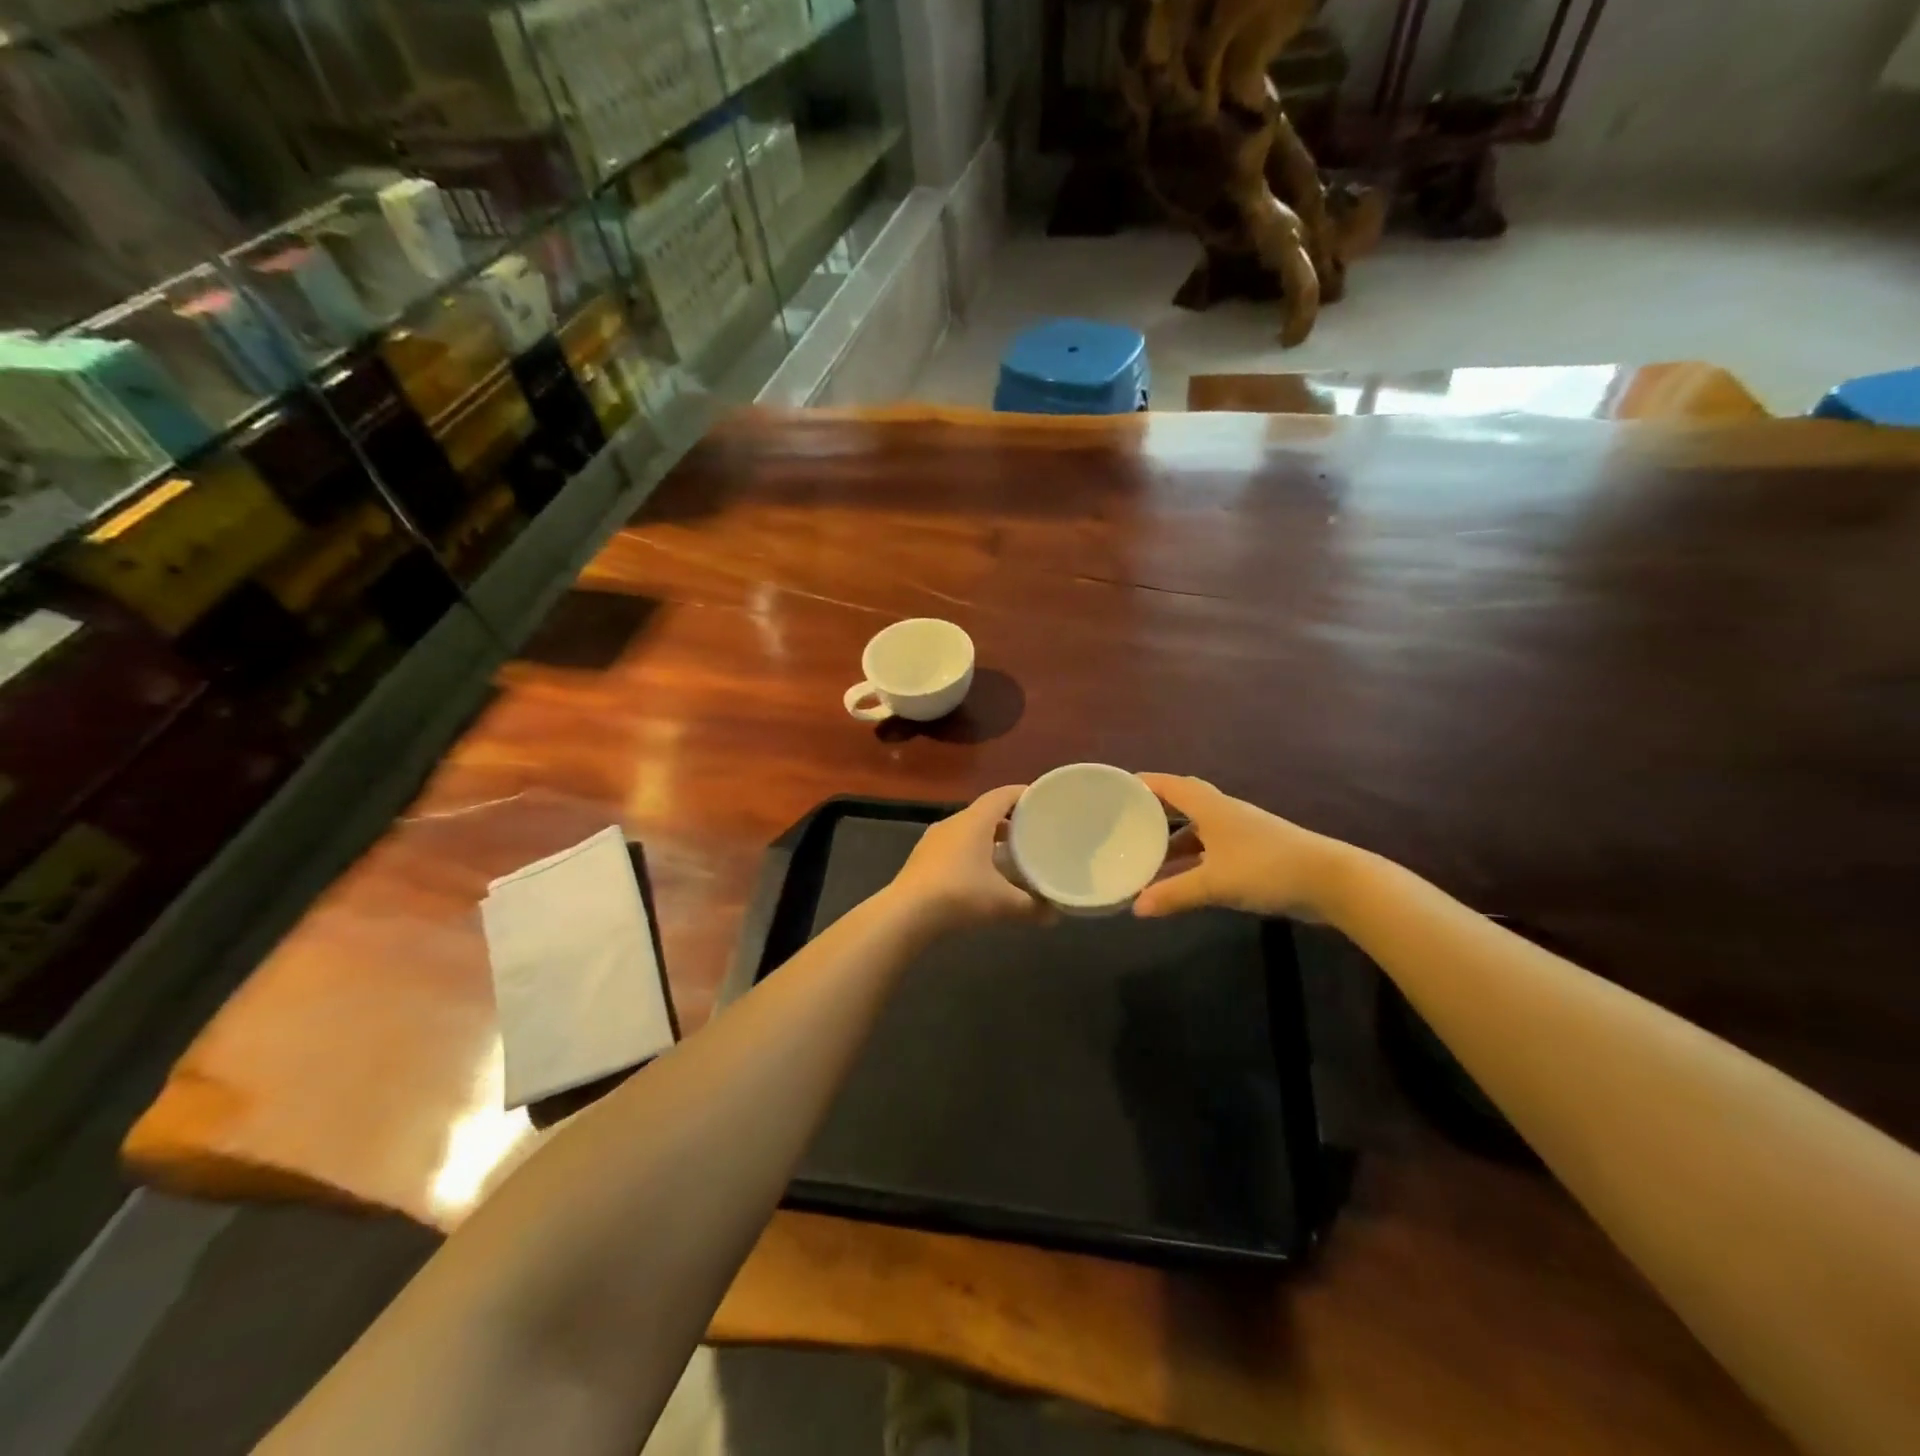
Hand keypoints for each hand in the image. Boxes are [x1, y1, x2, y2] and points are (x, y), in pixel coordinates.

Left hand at [885, 785, 1047, 933]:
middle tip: (1033, 832)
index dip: (1024, 794)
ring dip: (989, 838)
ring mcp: (934, 840)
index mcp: (974, 821)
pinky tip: (982, 874)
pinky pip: (955, 846)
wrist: (905, 914)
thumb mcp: (1002, 903)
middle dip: (1010, 820)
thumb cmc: (959, 895)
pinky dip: (972, 852)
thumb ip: (1032, 907)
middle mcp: (953, 822)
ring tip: (1011, 855)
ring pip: (969, 830)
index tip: (1044, 801)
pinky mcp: (923, 858)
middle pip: (986, 812)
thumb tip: (1055, 915)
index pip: (1002, 795)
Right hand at [1133, 774, 1352, 921]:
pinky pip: (1211, 848)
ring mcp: (1240, 832)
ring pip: (1198, 828)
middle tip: (1127, 821)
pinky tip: (1181, 877)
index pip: (1170, 785)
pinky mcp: (1253, 852)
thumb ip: (1173, 894)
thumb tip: (1136, 908)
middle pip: (1183, 802)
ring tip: (1145, 855)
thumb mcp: (1214, 883)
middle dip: (1155, 810)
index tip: (1116, 788)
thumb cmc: (1266, 868)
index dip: (1143, 784)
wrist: (1331, 880)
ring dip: (1173, 839)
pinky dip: (1192, 858)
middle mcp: (1224, 812)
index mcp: (1211, 807)